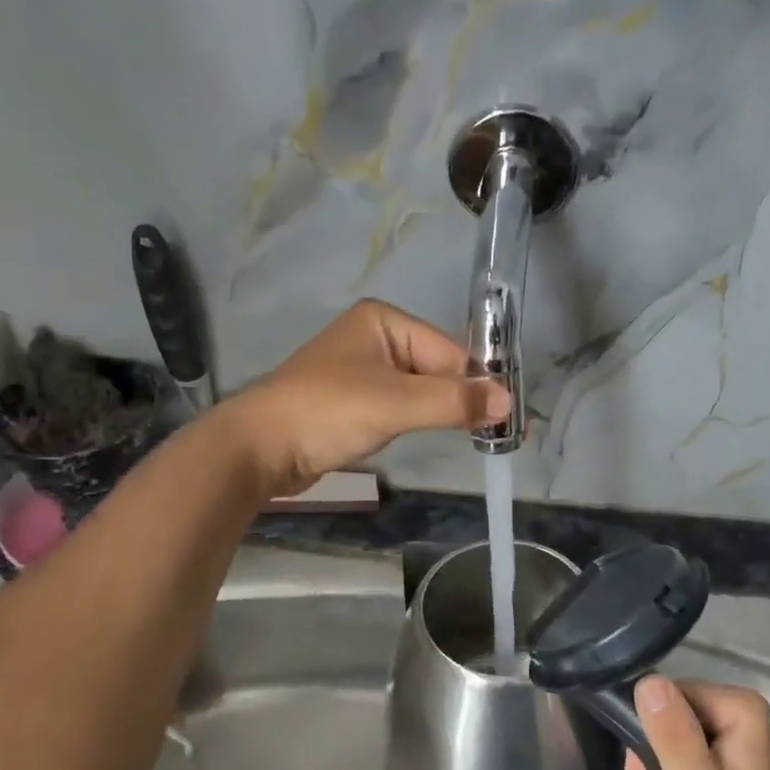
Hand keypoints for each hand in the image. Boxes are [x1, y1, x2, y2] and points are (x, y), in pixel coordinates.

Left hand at [220, 300, 507, 495]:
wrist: (259, 448)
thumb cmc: (327, 413)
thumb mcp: (395, 404)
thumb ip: (453, 401)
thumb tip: (510, 402)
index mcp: (384, 321)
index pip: (449, 351)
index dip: (476, 385)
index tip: (504, 420)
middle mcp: (374, 337)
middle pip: (437, 368)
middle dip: (459, 400)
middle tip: (492, 435)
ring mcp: (361, 370)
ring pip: (419, 390)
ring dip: (438, 412)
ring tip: (466, 438)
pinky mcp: (353, 400)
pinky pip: (399, 405)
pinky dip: (415, 420)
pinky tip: (421, 436)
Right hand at [625, 677, 769, 769]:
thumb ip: (671, 732)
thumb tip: (647, 680)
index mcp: (740, 710)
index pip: (669, 694)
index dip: (647, 731)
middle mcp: (737, 714)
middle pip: (665, 718)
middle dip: (645, 762)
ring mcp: (729, 739)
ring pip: (664, 739)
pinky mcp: (719, 761)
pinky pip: (675, 756)